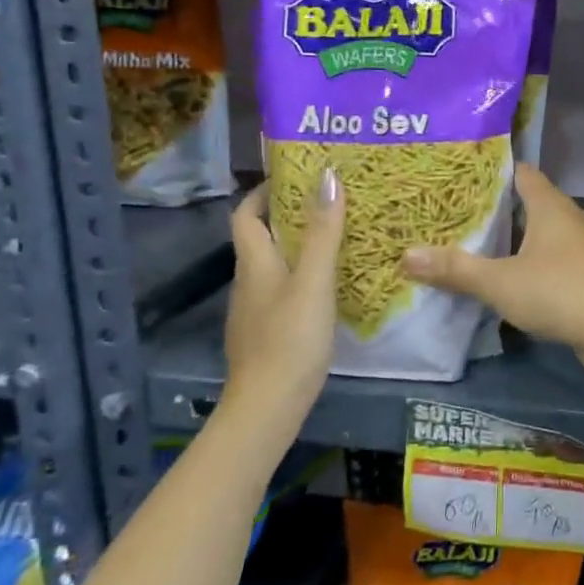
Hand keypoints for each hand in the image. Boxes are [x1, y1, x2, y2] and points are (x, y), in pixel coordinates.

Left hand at [223, 170, 344, 421]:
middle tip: (329, 203)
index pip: (246, 214)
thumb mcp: (314, 280)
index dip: (264, 192)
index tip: (295, 177)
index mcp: (254, 262)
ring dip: (299, 247)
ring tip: (337, 237)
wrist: (268, 408)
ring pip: (275, 265)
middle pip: (261, 238)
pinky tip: (330, 285)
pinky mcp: (267, 333)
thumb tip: (327, 176)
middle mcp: (249, 281)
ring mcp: (255, 310)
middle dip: (290, 216)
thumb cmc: (290, 338)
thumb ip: (323, 231)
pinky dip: (303, 277)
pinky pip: (283, 291)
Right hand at [400, 163, 583, 379]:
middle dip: (497, 207)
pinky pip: (555, 255)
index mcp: (551, 205)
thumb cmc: (558, 293)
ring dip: (516, 236)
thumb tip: (407, 255)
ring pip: (543, 230)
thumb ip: (455, 269)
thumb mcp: (499, 282)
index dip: (492, 171)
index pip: (520, 172)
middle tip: (458, 213)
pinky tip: (511, 277)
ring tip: (478, 244)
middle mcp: (570, 217)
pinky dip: (532, 259)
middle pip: (530, 201)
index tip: (460, 176)